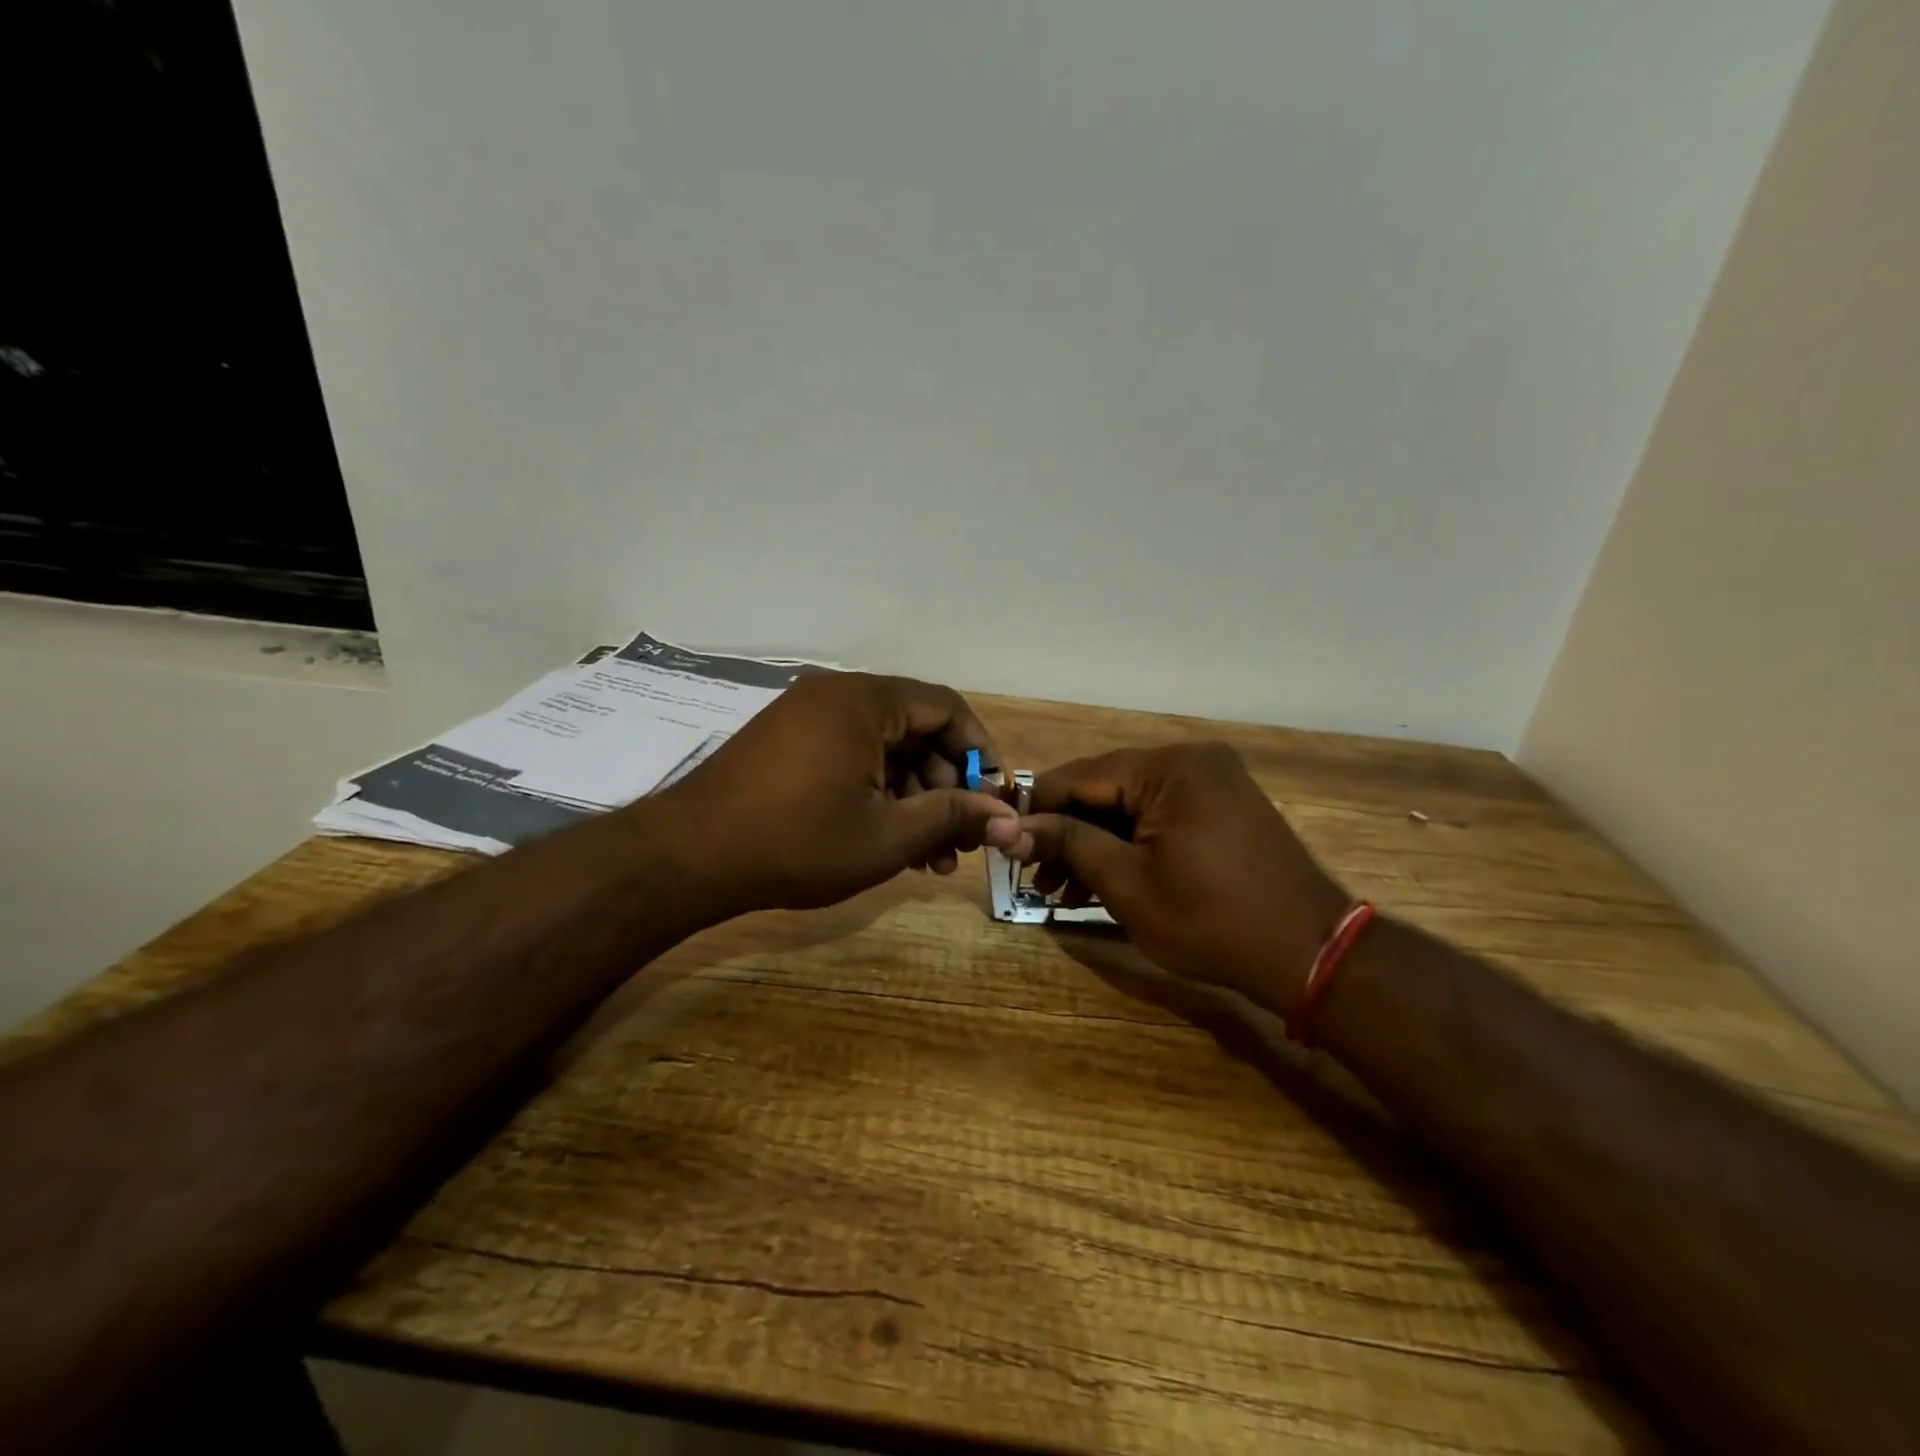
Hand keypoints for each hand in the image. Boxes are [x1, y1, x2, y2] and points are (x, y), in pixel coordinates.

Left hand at [660, 672, 1021, 914]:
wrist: (689, 857)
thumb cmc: (797, 842)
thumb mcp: (887, 836)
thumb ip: (952, 817)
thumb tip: (1009, 818)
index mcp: (866, 701)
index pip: (947, 709)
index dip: (981, 754)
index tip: (995, 800)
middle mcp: (839, 696)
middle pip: (917, 731)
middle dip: (947, 788)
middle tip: (959, 842)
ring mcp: (809, 717)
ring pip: (886, 751)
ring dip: (914, 800)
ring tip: (930, 859)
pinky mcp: (790, 743)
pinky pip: (853, 758)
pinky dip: (878, 794)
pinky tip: (889, 842)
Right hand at [1016, 744, 1348, 1012]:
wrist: (1311, 954)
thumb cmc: (1212, 921)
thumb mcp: (1128, 884)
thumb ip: (1068, 844)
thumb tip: (1010, 829)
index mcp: (1168, 768)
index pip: (1079, 776)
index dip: (1036, 809)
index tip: (1006, 844)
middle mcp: (1190, 760)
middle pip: (1105, 789)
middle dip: (1067, 834)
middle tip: (1036, 879)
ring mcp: (1211, 781)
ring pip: (1130, 804)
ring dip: (1095, 843)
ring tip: (1063, 892)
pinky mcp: (1222, 805)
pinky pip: (1159, 815)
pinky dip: (1130, 844)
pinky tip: (1104, 882)